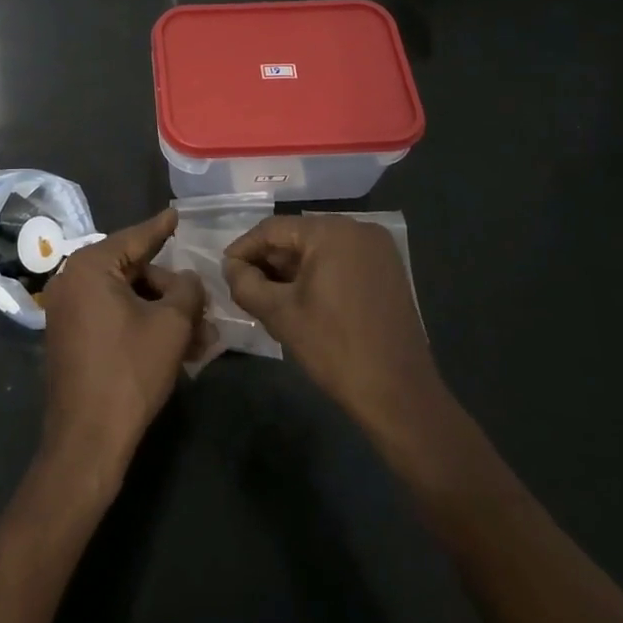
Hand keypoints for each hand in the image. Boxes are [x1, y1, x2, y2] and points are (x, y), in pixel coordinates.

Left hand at [37, 208, 204, 489]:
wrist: (87, 439)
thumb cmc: (129, 371)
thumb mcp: (170, 325)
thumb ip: (186, 290)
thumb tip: (189, 279)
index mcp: (89, 267)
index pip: (135, 239)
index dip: (161, 228)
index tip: (176, 213)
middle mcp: (72, 281)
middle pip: (133, 271)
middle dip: (172, 290)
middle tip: (203, 307)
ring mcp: (68, 312)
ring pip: (126, 299)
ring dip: (163, 314)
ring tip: (200, 337)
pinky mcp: (71, 339)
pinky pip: (113, 319)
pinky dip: (142, 326)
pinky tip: (176, 348)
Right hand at [223, 215, 452, 462]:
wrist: (398, 393)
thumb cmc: (333, 348)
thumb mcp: (278, 314)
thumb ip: (245, 283)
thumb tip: (232, 267)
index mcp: (332, 232)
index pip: (273, 229)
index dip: (243, 249)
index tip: (224, 271)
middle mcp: (358, 229)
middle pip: (297, 236)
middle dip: (268, 261)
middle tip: (244, 287)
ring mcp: (378, 249)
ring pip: (319, 250)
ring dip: (291, 269)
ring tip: (267, 296)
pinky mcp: (388, 271)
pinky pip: (341, 261)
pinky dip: (317, 275)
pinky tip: (300, 299)